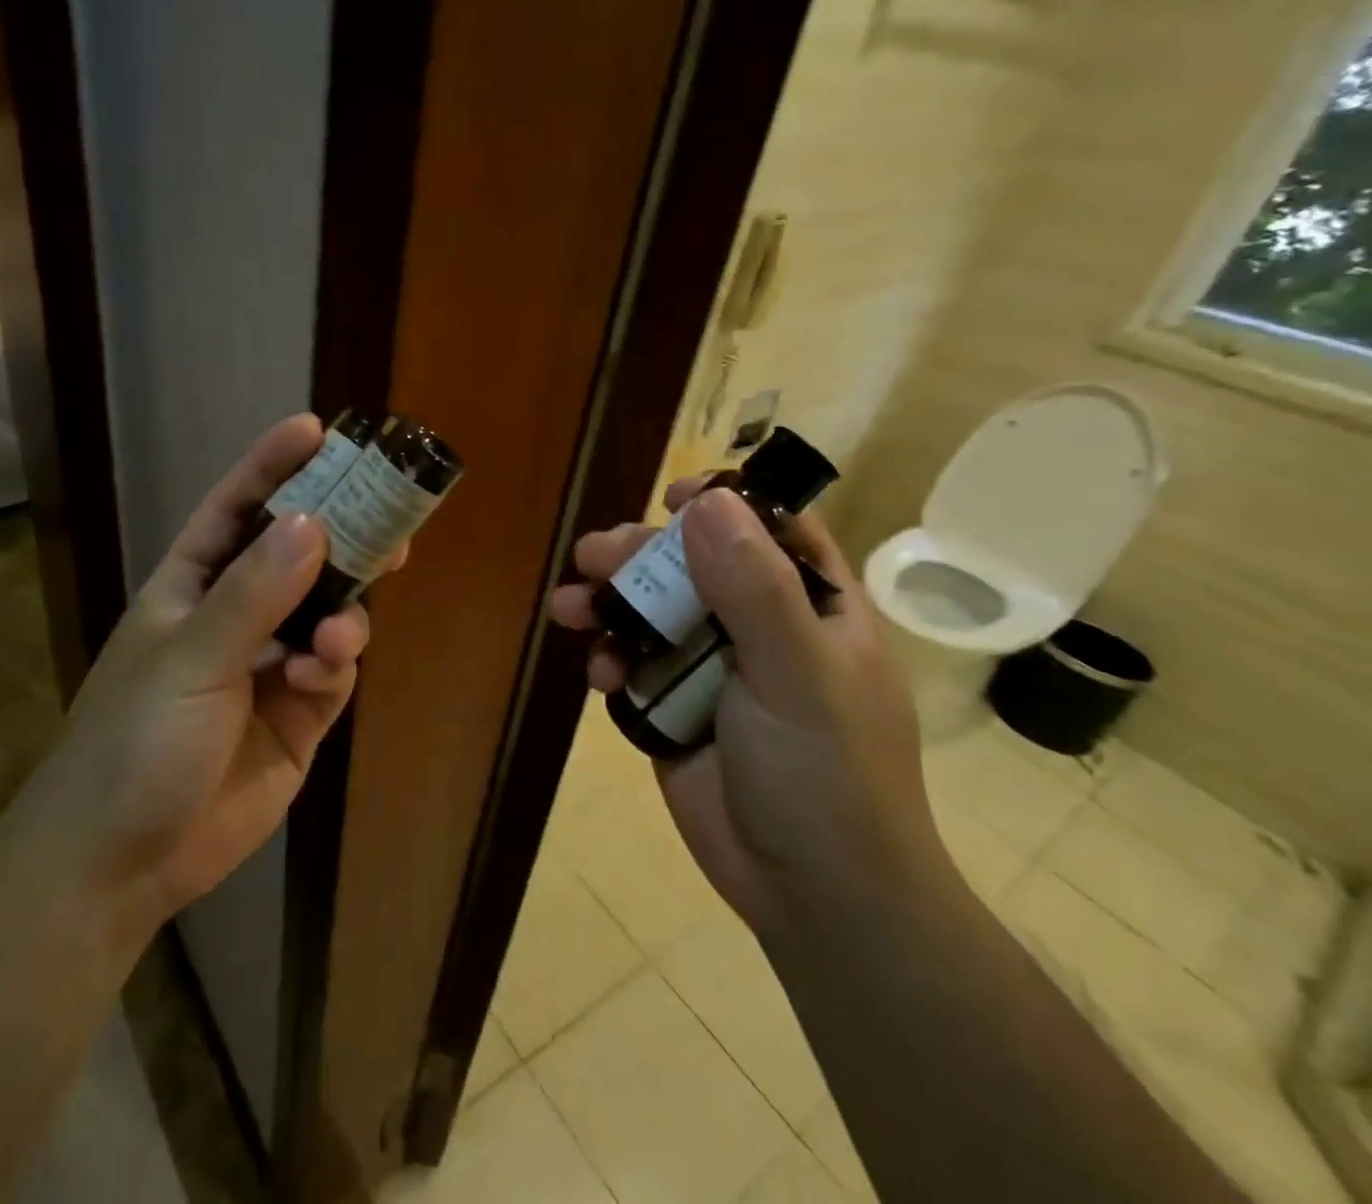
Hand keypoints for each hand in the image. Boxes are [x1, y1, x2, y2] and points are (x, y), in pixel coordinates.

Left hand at [15, 415, 399, 944]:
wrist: (121, 863)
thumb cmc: (134, 742)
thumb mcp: (189, 659)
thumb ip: (253, 594)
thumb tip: (315, 524)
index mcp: (194, 585)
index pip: (238, 508)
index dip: (275, 466)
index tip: (318, 430)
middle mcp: (237, 615)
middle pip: (300, 555)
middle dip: (341, 533)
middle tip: (389, 511)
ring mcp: (271, 664)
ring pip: (328, 612)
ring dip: (343, 612)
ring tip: (342, 633)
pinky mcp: (299, 714)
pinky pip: (332, 670)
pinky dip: (334, 666)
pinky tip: (318, 678)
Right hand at [549, 480, 937, 931]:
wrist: (813, 899)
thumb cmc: (826, 777)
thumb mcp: (796, 675)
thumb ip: (755, 589)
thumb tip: (706, 503)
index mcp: (812, 609)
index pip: (773, 530)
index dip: (726, 505)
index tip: (672, 497)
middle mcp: (762, 630)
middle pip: (692, 567)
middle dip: (639, 558)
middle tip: (592, 558)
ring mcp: (714, 671)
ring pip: (652, 615)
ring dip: (609, 606)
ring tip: (569, 608)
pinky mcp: (674, 710)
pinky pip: (633, 666)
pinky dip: (610, 662)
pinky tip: (600, 679)